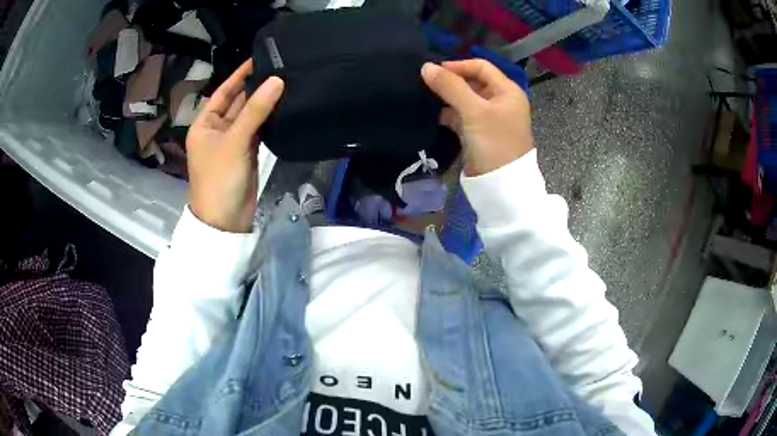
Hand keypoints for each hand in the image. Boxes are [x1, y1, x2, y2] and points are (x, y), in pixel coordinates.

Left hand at [187, 60, 283, 232]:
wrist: (225, 220)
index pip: (223, 91)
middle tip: (281, 67)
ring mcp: (233, 141)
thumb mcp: (234, 141)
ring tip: (288, 81)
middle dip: (256, 87)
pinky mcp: (247, 152)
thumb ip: (255, 110)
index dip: (240, 74)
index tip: (260, 56)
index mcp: (205, 123)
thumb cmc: (219, 178)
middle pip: (238, 102)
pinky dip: (269, 119)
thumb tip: (277, 80)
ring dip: (265, 102)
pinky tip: (284, 105)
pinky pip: (258, 129)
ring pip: (250, 115)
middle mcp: (217, 128)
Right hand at [421, 59, 533, 176]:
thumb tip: (426, 67)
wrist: (501, 187)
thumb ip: (450, 87)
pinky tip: (434, 116)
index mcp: (507, 91)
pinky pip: (463, 117)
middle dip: (451, 82)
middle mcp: (501, 101)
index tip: (434, 71)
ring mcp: (491, 119)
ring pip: (466, 100)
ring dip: (448, 99)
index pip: (481, 67)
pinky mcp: (480, 134)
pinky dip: (450, 115)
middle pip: (473, 83)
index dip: (458, 66)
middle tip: (426, 84)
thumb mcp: (473, 111)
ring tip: (426, 98)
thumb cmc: (494, 143)